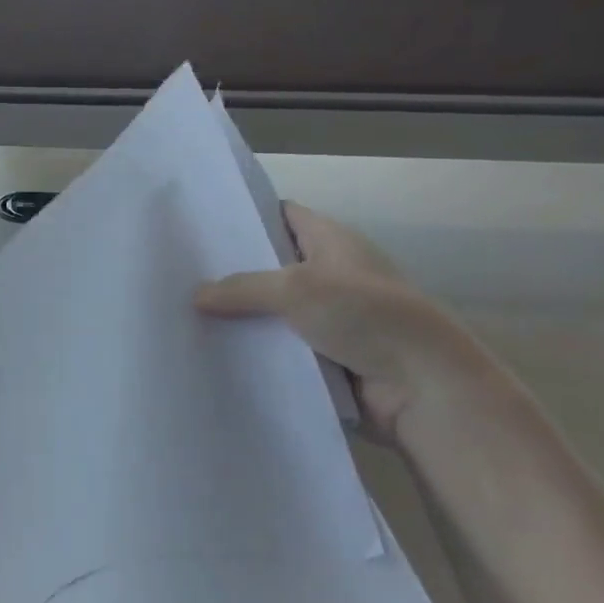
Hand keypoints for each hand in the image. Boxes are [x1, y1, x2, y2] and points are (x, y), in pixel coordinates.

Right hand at [195, 202, 493, 440]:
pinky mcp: (326, 357)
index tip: (203, 224)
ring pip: (273, 311)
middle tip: (181, 273)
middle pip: (272, 266)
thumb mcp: (297, 289)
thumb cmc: (365, 316)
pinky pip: (280, 348)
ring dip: (241, 317)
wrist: (422, 387)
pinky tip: (215, 352)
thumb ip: (244, 287)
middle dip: (232, 271)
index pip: (284, 215)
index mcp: (333, 242)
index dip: (247, 215)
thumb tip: (197, 295)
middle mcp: (331, 274)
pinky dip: (255, 351)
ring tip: (185, 314)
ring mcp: (329, 318)